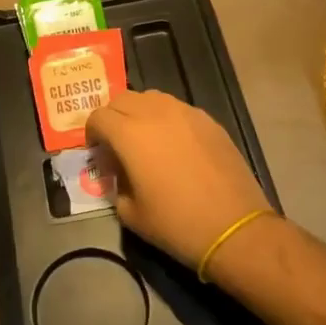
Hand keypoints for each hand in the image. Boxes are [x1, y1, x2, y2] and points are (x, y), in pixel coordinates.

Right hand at [84, 89, 272, 268]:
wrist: (233, 227)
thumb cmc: (176, 224)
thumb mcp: (130, 213)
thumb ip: (116, 184)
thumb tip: (120, 173)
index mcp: (130, 134)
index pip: (98, 116)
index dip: (92, 133)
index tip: (98, 152)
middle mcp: (155, 113)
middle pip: (122, 99)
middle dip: (113, 117)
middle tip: (117, 143)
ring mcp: (185, 112)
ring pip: (151, 97)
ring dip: (140, 112)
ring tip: (146, 139)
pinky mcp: (208, 120)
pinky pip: (178, 108)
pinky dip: (167, 119)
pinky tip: (175, 145)